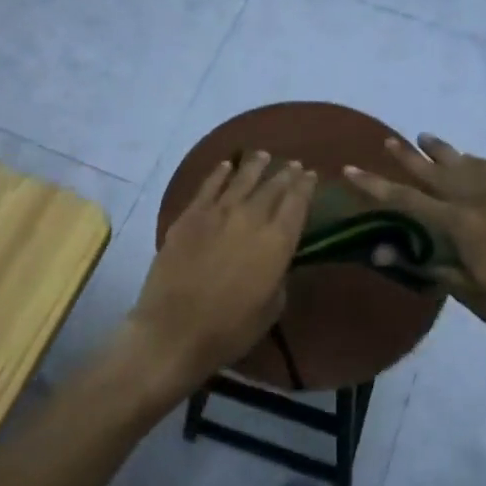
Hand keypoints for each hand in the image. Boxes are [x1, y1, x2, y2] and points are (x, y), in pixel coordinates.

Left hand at [131, 152, 314, 388]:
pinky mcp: (189, 216)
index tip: (311, 174)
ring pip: (242, 180)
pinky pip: (208, 186)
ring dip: (255, 166)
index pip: (297, 204)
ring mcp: (217, 213)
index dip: (306, 187)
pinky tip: (227, 165)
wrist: (175, 330)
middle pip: (272, 188)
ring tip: (264, 155)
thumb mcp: (271, 307)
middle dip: (285, 174)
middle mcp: (251, 219)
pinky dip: (219, 173)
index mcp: (277, 242)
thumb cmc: (230, 329)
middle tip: (293, 164)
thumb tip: (276, 258)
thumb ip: (279, 275)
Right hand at [344, 134, 485, 352]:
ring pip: (466, 164)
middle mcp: (481, 199)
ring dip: (443, 151)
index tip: (351, 169)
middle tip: (387, 141)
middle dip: (409, 157)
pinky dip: (473, 162)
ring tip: (424, 138)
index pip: (409, 200)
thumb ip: (426, 265)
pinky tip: (470, 162)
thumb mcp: (468, 293)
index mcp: (464, 224)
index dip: (376, 186)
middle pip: (437, 172)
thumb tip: (381, 250)